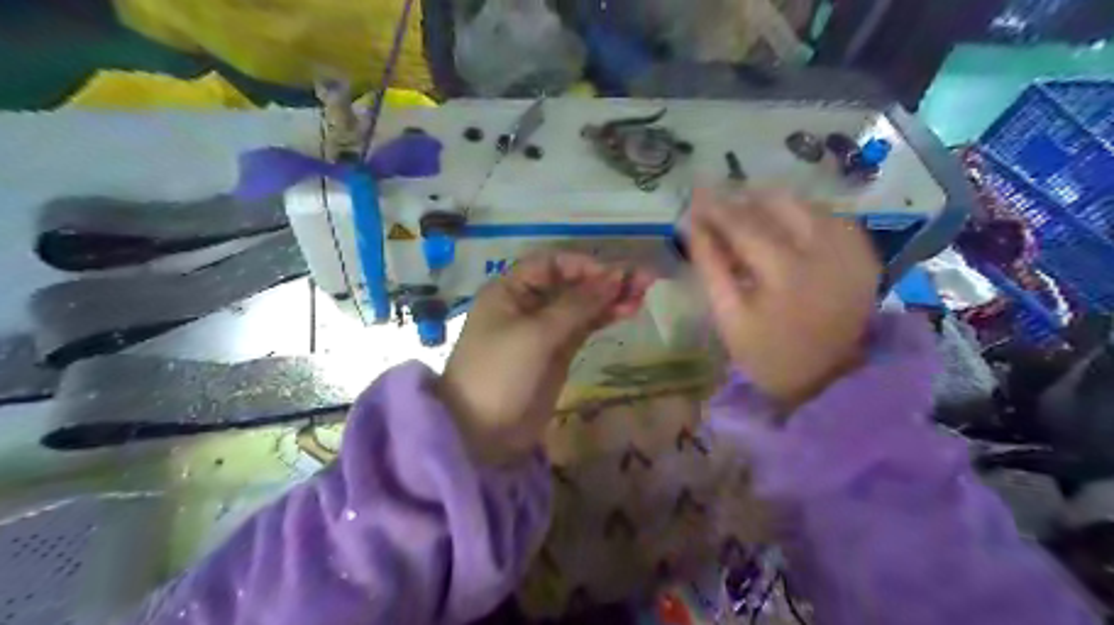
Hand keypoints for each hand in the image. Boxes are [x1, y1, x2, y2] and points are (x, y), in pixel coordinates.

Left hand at [437, 250, 653, 463]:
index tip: (615, 275)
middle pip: (570, 282)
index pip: (552, 264)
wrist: (482, 434)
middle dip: (604, 280)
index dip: (584, 265)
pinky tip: (628, 311)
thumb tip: (616, 276)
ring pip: (581, 305)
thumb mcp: (536, 334)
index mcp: (510, 290)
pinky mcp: (558, 352)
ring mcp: (544, 329)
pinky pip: (583, 327)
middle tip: (644, 281)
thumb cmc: (500, 373)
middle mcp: (527, 303)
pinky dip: (604, 318)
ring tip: (643, 295)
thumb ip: (577, 304)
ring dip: (609, 298)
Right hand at [688, 187, 877, 408]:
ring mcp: (850, 250)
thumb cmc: (768, 353)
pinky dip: (802, 214)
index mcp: (785, 271)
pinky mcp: (865, 254)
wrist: (828, 379)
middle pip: (779, 203)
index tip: (693, 198)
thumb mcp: (728, 316)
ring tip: (748, 214)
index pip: (744, 224)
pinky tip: (785, 225)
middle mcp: (824, 250)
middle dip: (744, 199)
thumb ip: (710, 266)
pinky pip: (829, 216)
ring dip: (773, 203)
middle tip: (719, 206)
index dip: (716, 208)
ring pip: (806, 204)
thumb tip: (691, 225)